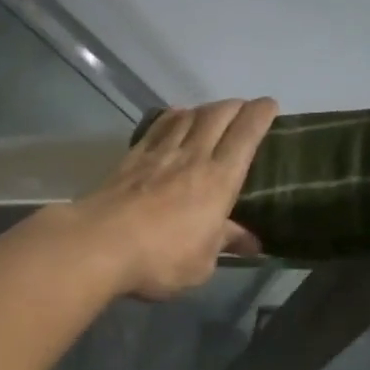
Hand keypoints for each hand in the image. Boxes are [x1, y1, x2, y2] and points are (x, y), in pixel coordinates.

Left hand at [73, 98, 278, 299]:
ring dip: (205, 109)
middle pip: (218, 115)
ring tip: (212, 113)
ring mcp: (159, 153)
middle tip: (244, 110)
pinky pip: (158, 126)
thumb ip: (224, 244)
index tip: (269, 105)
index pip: (246, 135)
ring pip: (188, 116)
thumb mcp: (201, 264)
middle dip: (236, 106)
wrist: (100, 244)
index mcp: (219, 180)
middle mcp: (192, 156)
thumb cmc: (160, 259)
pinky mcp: (131, 157)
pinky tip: (175, 118)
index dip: (261, 115)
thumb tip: (251, 242)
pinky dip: (172, 117)